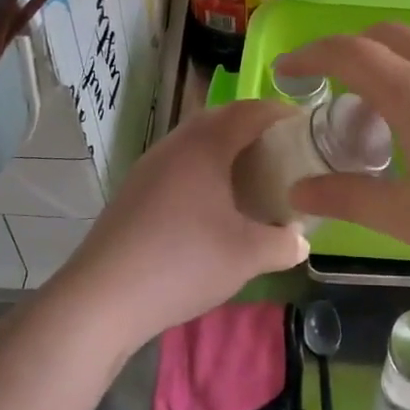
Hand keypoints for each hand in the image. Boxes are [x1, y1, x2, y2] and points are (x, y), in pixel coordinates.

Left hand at [49, 100, 308, 353]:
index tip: (307, 127)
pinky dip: (203, 170)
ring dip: (225, 149)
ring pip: (195, 141)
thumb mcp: (247, 256)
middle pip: (221, 118)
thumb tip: (301, 240)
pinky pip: (178, 163)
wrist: (102, 298)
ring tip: (251, 177)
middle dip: (254, 128)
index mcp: (205, 145)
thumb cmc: (182, 264)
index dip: (282, 113)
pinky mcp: (134, 190)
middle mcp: (175, 144)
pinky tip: (211, 205)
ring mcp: (149, 166)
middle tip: (282, 152)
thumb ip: (284, 243)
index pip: (251, 111)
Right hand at [280, 25, 409, 295]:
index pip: (349, 52)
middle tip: (330, 89)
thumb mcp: (409, 217)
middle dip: (350, 50)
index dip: (310, 55)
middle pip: (388, 35)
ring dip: (389, 68)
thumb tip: (297, 193)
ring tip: (378, 121)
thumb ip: (347, 199)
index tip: (285, 72)